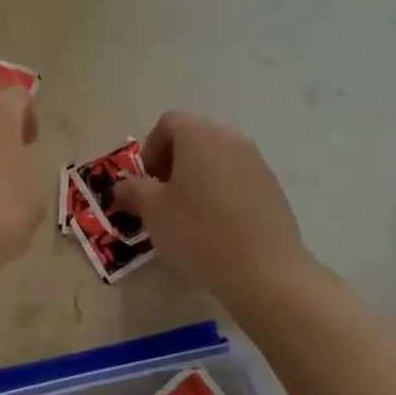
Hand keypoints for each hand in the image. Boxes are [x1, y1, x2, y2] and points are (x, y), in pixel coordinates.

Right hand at [115, 111, 314, 299]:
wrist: (264, 271)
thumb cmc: (199, 231)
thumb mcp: (152, 211)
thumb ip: (133, 190)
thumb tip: (122, 186)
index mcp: (199, 135)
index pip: (168, 123)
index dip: (150, 149)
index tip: (146, 182)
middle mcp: (231, 139)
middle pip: (194, 138)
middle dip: (172, 164)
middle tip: (162, 199)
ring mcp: (257, 163)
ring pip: (216, 160)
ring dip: (197, 179)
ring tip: (189, 216)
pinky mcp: (273, 189)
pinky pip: (237, 180)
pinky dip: (221, 193)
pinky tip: (217, 228)